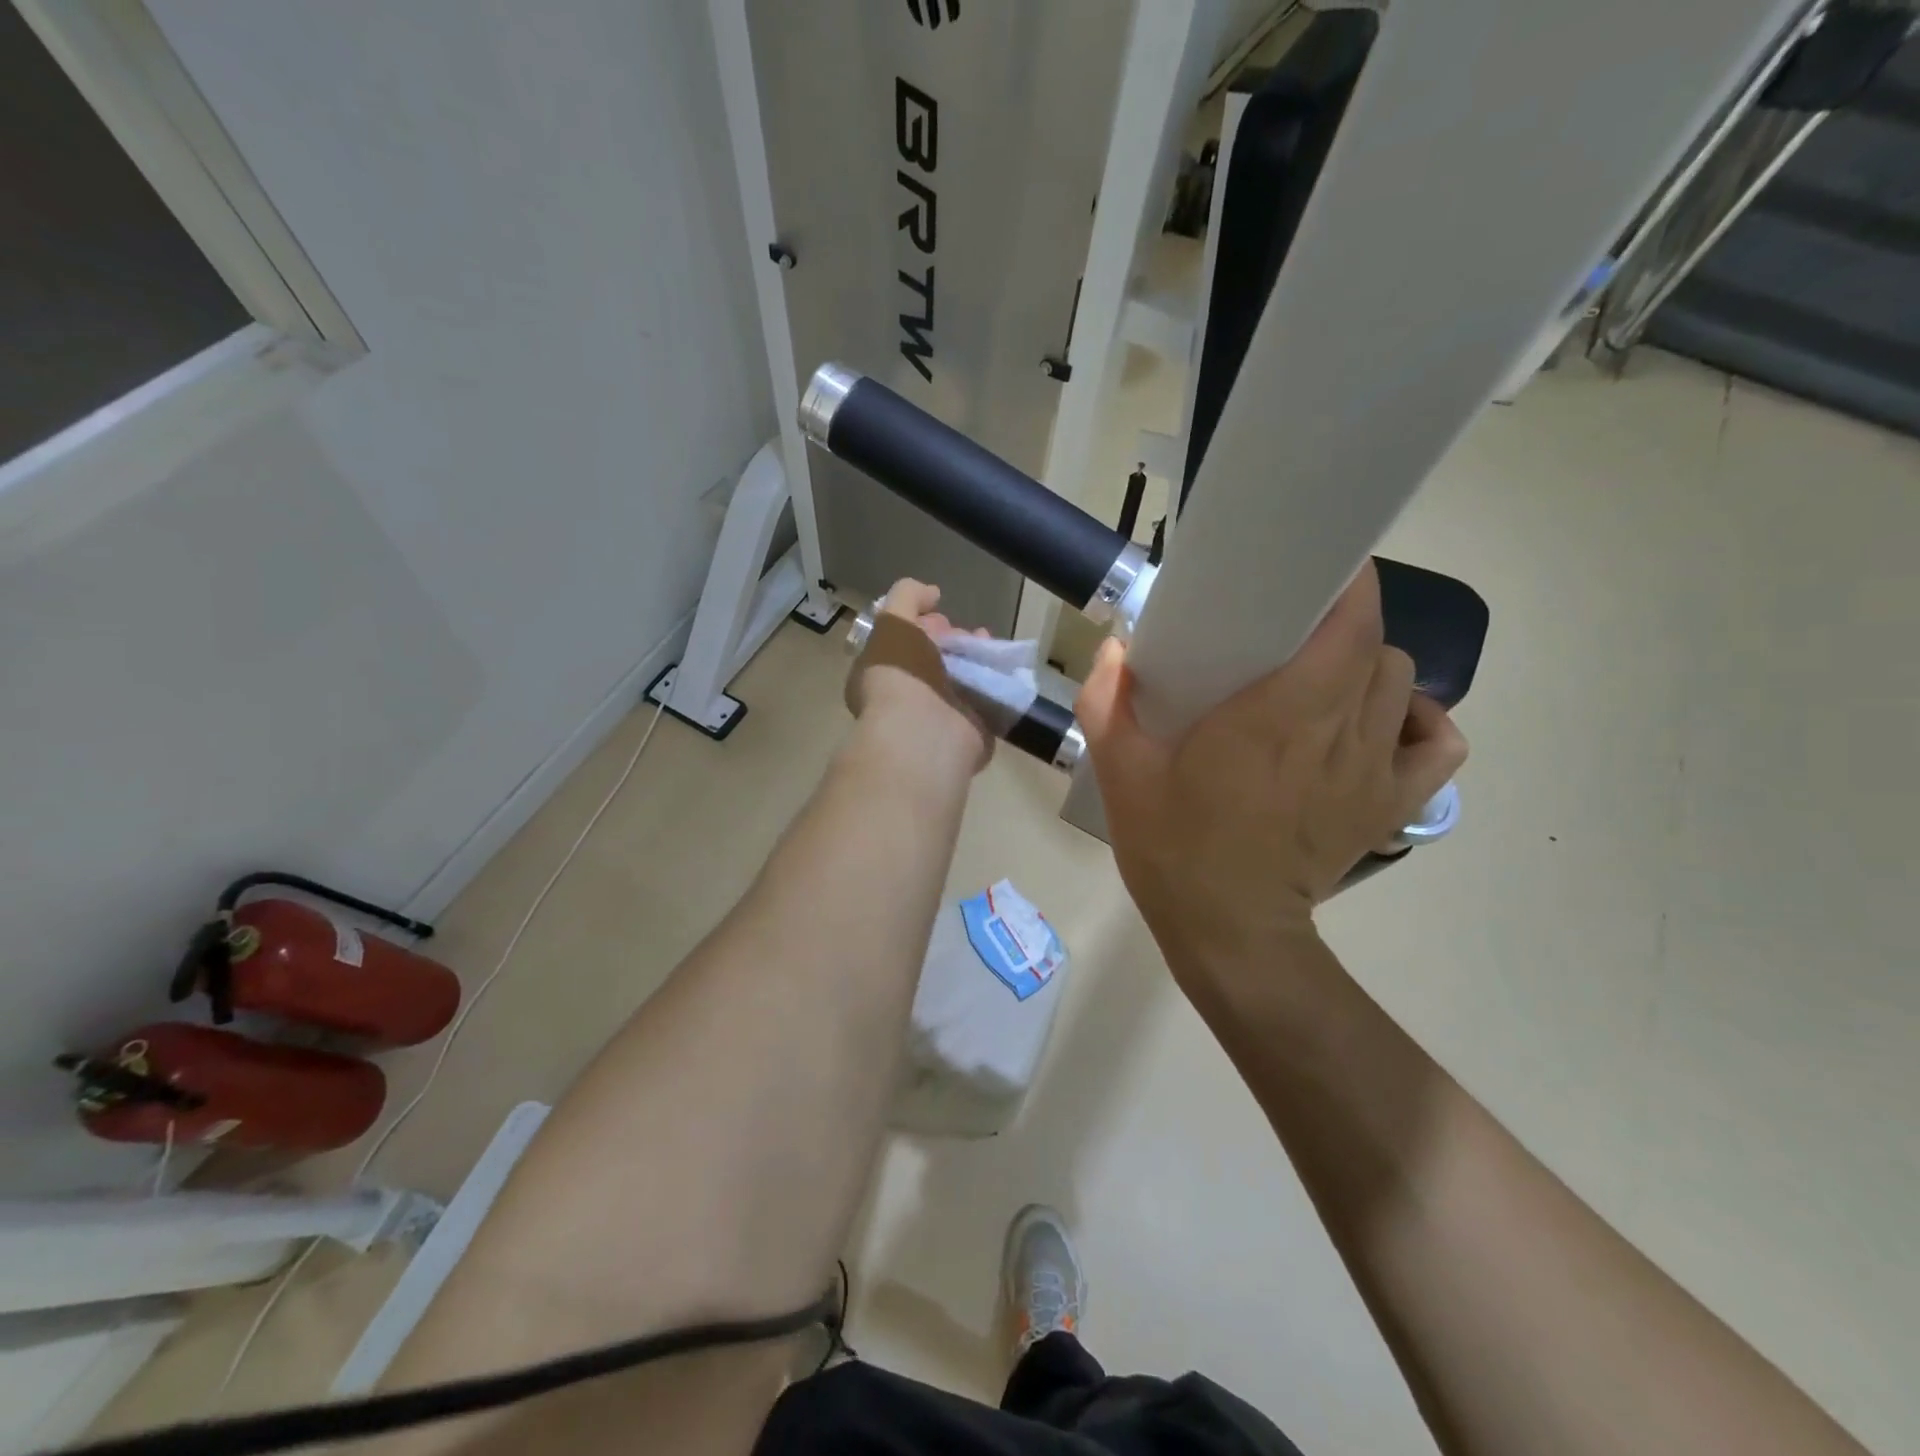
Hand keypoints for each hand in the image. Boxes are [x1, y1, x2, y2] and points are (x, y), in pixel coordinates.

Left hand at [845, 579, 993, 772]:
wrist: (925, 730)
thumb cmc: (900, 674)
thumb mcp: (892, 621)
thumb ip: (907, 596)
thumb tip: (932, 593)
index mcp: (880, 674)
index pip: (902, 643)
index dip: (921, 623)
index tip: (939, 614)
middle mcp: (907, 696)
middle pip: (935, 659)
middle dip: (953, 639)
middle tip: (968, 633)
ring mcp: (938, 717)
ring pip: (962, 679)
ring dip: (976, 658)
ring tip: (988, 645)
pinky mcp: (969, 731)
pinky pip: (985, 700)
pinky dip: (995, 682)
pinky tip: (1000, 667)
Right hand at [1076, 562, 1466, 966]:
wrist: (1228, 932)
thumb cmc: (1174, 847)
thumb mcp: (1120, 772)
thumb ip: (1107, 701)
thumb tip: (1117, 647)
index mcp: (1280, 714)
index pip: (1349, 620)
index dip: (1344, 581)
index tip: (1310, 567)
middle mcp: (1342, 732)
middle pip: (1375, 645)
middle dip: (1340, 623)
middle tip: (1291, 631)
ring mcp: (1376, 771)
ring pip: (1402, 684)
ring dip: (1367, 667)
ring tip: (1322, 677)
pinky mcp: (1392, 806)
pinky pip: (1437, 744)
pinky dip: (1417, 721)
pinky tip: (1376, 723)